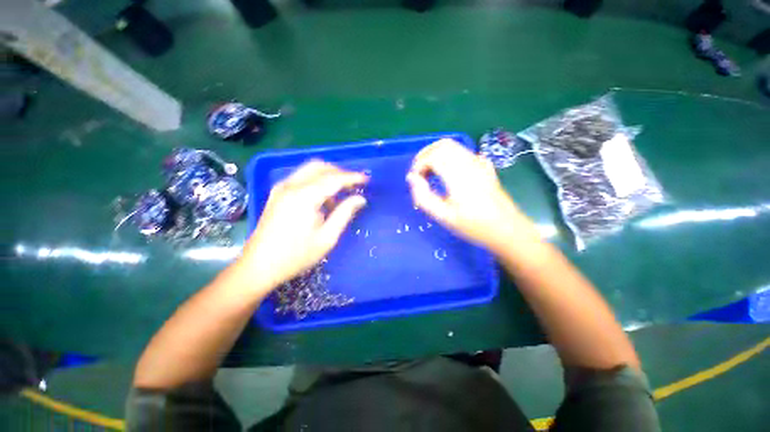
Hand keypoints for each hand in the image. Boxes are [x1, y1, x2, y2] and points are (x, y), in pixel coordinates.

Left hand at [240, 161, 367, 288]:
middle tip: (354, 184)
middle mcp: (291, 186)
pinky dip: (316, 182)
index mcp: (304, 197)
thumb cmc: (296, 256)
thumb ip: (344, 213)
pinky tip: (323, 199)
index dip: (352, 177)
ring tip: (341, 193)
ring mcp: (281, 188)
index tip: (366, 179)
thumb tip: (360, 199)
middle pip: (319, 166)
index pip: (333, 178)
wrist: (258, 266)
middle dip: (340, 172)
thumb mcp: (327, 237)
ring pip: (309, 170)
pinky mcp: (277, 194)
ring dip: (328, 176)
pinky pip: (302, 178)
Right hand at [406, 138, 539, 252]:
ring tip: (430, 173)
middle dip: (425, 155)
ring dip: (436, 154)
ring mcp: (479, 162)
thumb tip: (411, 178)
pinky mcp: (484, 165)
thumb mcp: (444, 216)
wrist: (507, 229)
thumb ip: (423, 197)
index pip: (432, 156)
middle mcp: (469, 163)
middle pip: (441, 145)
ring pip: (452, 145)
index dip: (418, 165)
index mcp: (458, 175)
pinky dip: (448, 156)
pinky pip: (462, 151)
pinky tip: (447, 172)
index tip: (415, 180)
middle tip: (419, 174)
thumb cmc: (474, 226)